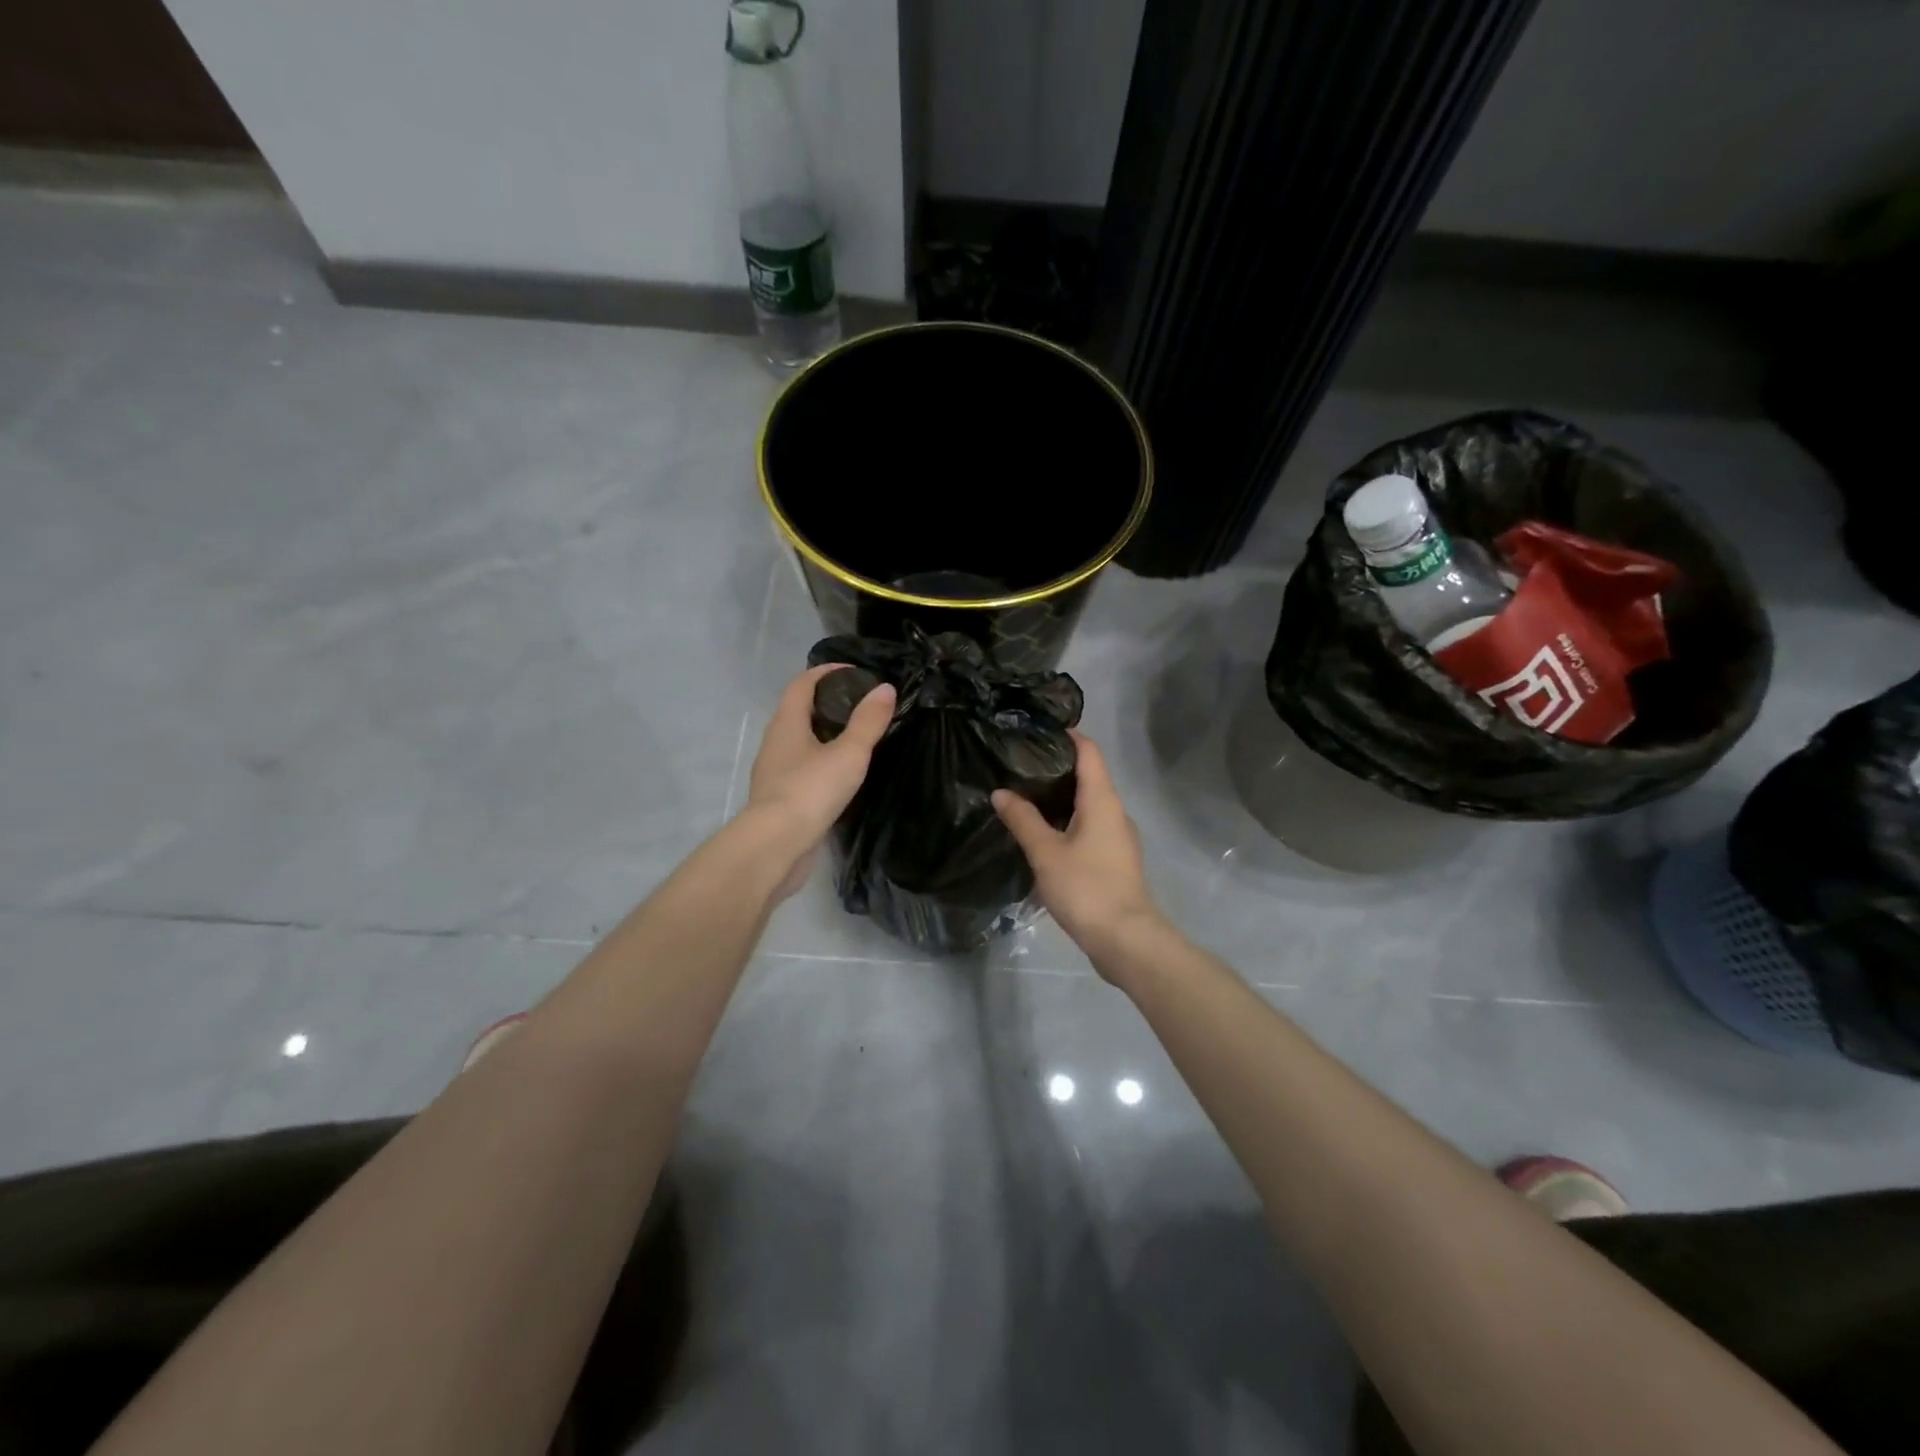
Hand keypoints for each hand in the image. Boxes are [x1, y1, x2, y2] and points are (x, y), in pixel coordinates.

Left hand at [745, 664, 895, 900]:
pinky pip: (802, 767)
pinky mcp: (780, 797)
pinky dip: (821, 760)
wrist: (776, 846)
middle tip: (862, 705)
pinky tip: (841, 773)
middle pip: (799, 709)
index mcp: (787, 723)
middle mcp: (775, 742)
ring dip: (824, 733)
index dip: (827, 671)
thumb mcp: (849, 754)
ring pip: (800, 740)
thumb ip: (868, 722)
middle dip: (828, 701)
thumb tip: (885, 688)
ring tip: (856, 737)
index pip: (803, 683)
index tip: (856, 672)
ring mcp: (774, 771)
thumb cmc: (811, 791)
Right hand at [992, 732, 1165, 972]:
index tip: (1039, 729)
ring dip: (1062, 797)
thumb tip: (1001, 792)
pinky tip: (1045, 833)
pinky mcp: (1115, 859)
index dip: (1068, 735)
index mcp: (1102, 800)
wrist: (1125, 939)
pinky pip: (1091, 826)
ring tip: (1027, 795)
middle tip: (1021, 763)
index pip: (1089, 752)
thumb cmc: (1086, 887)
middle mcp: (1115, 812)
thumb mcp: (1046, 852)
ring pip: (1090, 804)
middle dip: (1058, 766)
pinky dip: (1069, 820)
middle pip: (1090, 776)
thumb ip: (1023, 819)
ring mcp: (1118, 837)